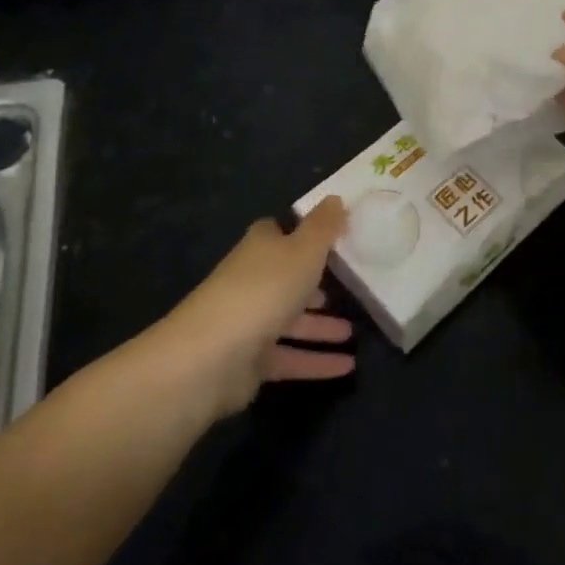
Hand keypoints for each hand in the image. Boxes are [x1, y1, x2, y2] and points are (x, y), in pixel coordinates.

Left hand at [161, 199, 356, 419]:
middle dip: (314, 283)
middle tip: (348, 286)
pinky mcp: (250, 361)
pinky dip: (316, 361)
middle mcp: (252, 281)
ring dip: (321, 326)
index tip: (332, 237)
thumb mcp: (304, 250)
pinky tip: (348, 366)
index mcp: (260, 249)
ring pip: (290, 320)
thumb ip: (323, 226)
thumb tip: (336, 198)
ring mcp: (249, 322)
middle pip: (286, 277)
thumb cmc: (264, 290)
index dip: (302, 233)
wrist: (211, 357)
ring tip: (352, 332)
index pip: (277, 232)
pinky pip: (290, 357)